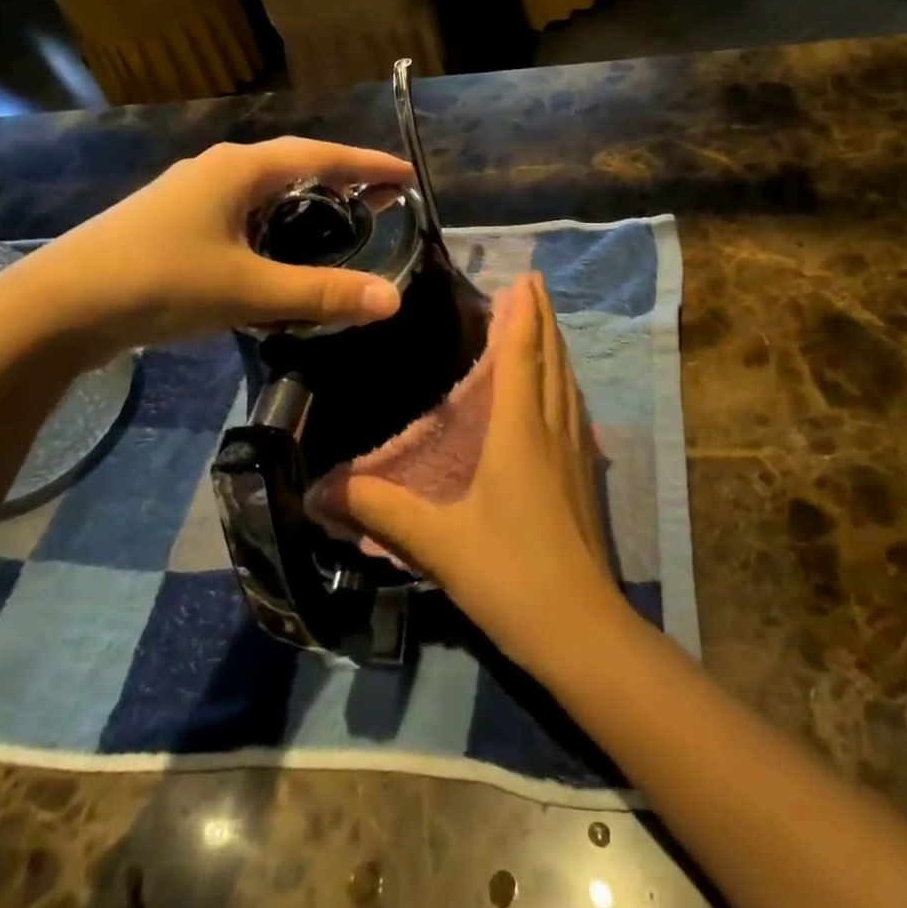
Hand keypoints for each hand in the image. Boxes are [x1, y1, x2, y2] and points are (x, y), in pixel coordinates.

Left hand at [4, 138, 413, 360]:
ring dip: (308, 203)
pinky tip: (280, 252)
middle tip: (383, 202)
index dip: (368, 164)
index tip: (408, 174)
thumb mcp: (248, 290)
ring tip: (341, 225)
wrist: (56, 308)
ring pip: (267, 191)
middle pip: (295, 166)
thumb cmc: (158, 283)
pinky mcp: (176, 222)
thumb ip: (322, 293)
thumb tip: (393, 300)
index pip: (321, 156)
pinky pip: (244, 212)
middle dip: (343, 181)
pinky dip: (277, 224)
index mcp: (239, 169)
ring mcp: (192, 194)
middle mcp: (217, 169)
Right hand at [337, 272, 630, 671]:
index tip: (523, 278)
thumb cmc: (510, 575)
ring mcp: (577, 454)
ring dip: (556, 347)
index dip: (522, 315)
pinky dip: (565, 383)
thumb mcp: (436, 543)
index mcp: (521, 432)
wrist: (581, 629)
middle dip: (543, 319)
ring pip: (568, 384)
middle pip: (552, 360)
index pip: (522, 356)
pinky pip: (575, 410)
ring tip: (546, 324)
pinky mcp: (585, 477)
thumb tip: (321, 492)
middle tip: (533, 286)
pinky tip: (561, 393)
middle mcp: (554, 430)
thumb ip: (380, 511)